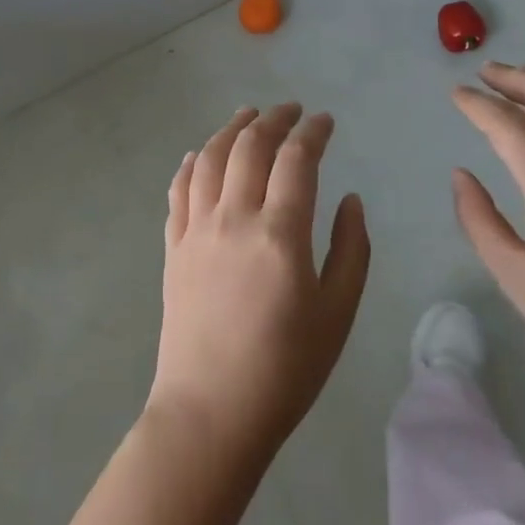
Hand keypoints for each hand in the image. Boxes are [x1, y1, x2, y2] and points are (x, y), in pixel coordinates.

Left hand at [147, 105, 370, 464]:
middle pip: (250, 146)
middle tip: (291, 110)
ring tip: (247, 115)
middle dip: (273, 119)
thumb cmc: (284, 370)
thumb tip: (350, 200)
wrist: (210, 415)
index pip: (296, 159)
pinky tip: (197, 155)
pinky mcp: (174, 248)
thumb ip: (350, 250)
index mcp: (279, 232)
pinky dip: (190, 164)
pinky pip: (178, 191)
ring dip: (230, 129)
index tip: (325, 121)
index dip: (312, 132)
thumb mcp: (337, 314)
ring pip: (209, 158)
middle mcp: (234, 218)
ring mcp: (197, 230)